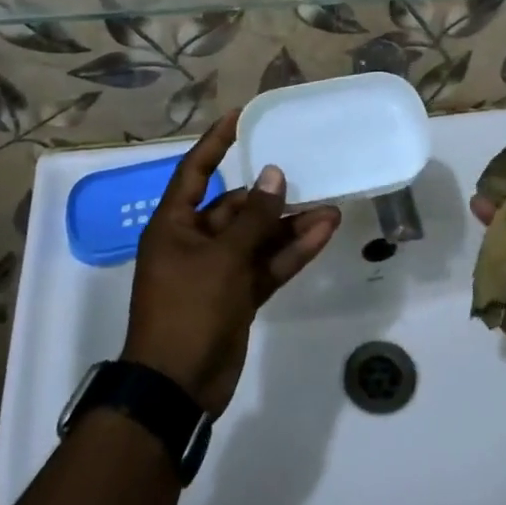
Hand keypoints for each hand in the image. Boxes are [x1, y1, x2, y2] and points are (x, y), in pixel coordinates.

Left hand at [121, 110, 341, 414]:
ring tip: (331, 206)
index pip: (195, 171)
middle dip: (273, 195)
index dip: (216, 142)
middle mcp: (195, 241)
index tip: (242, 116)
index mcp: (175, 225)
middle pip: (237, 207)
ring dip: (291, 224)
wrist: (177, 388)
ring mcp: (219, 270)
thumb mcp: (222, 258)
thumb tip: (273, 174)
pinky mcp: (238, 295)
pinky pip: (268, 264)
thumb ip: (254, 218)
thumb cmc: (188, 310)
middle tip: (309, 174)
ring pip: (259, 237)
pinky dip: (292, 251)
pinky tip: (324, 233)